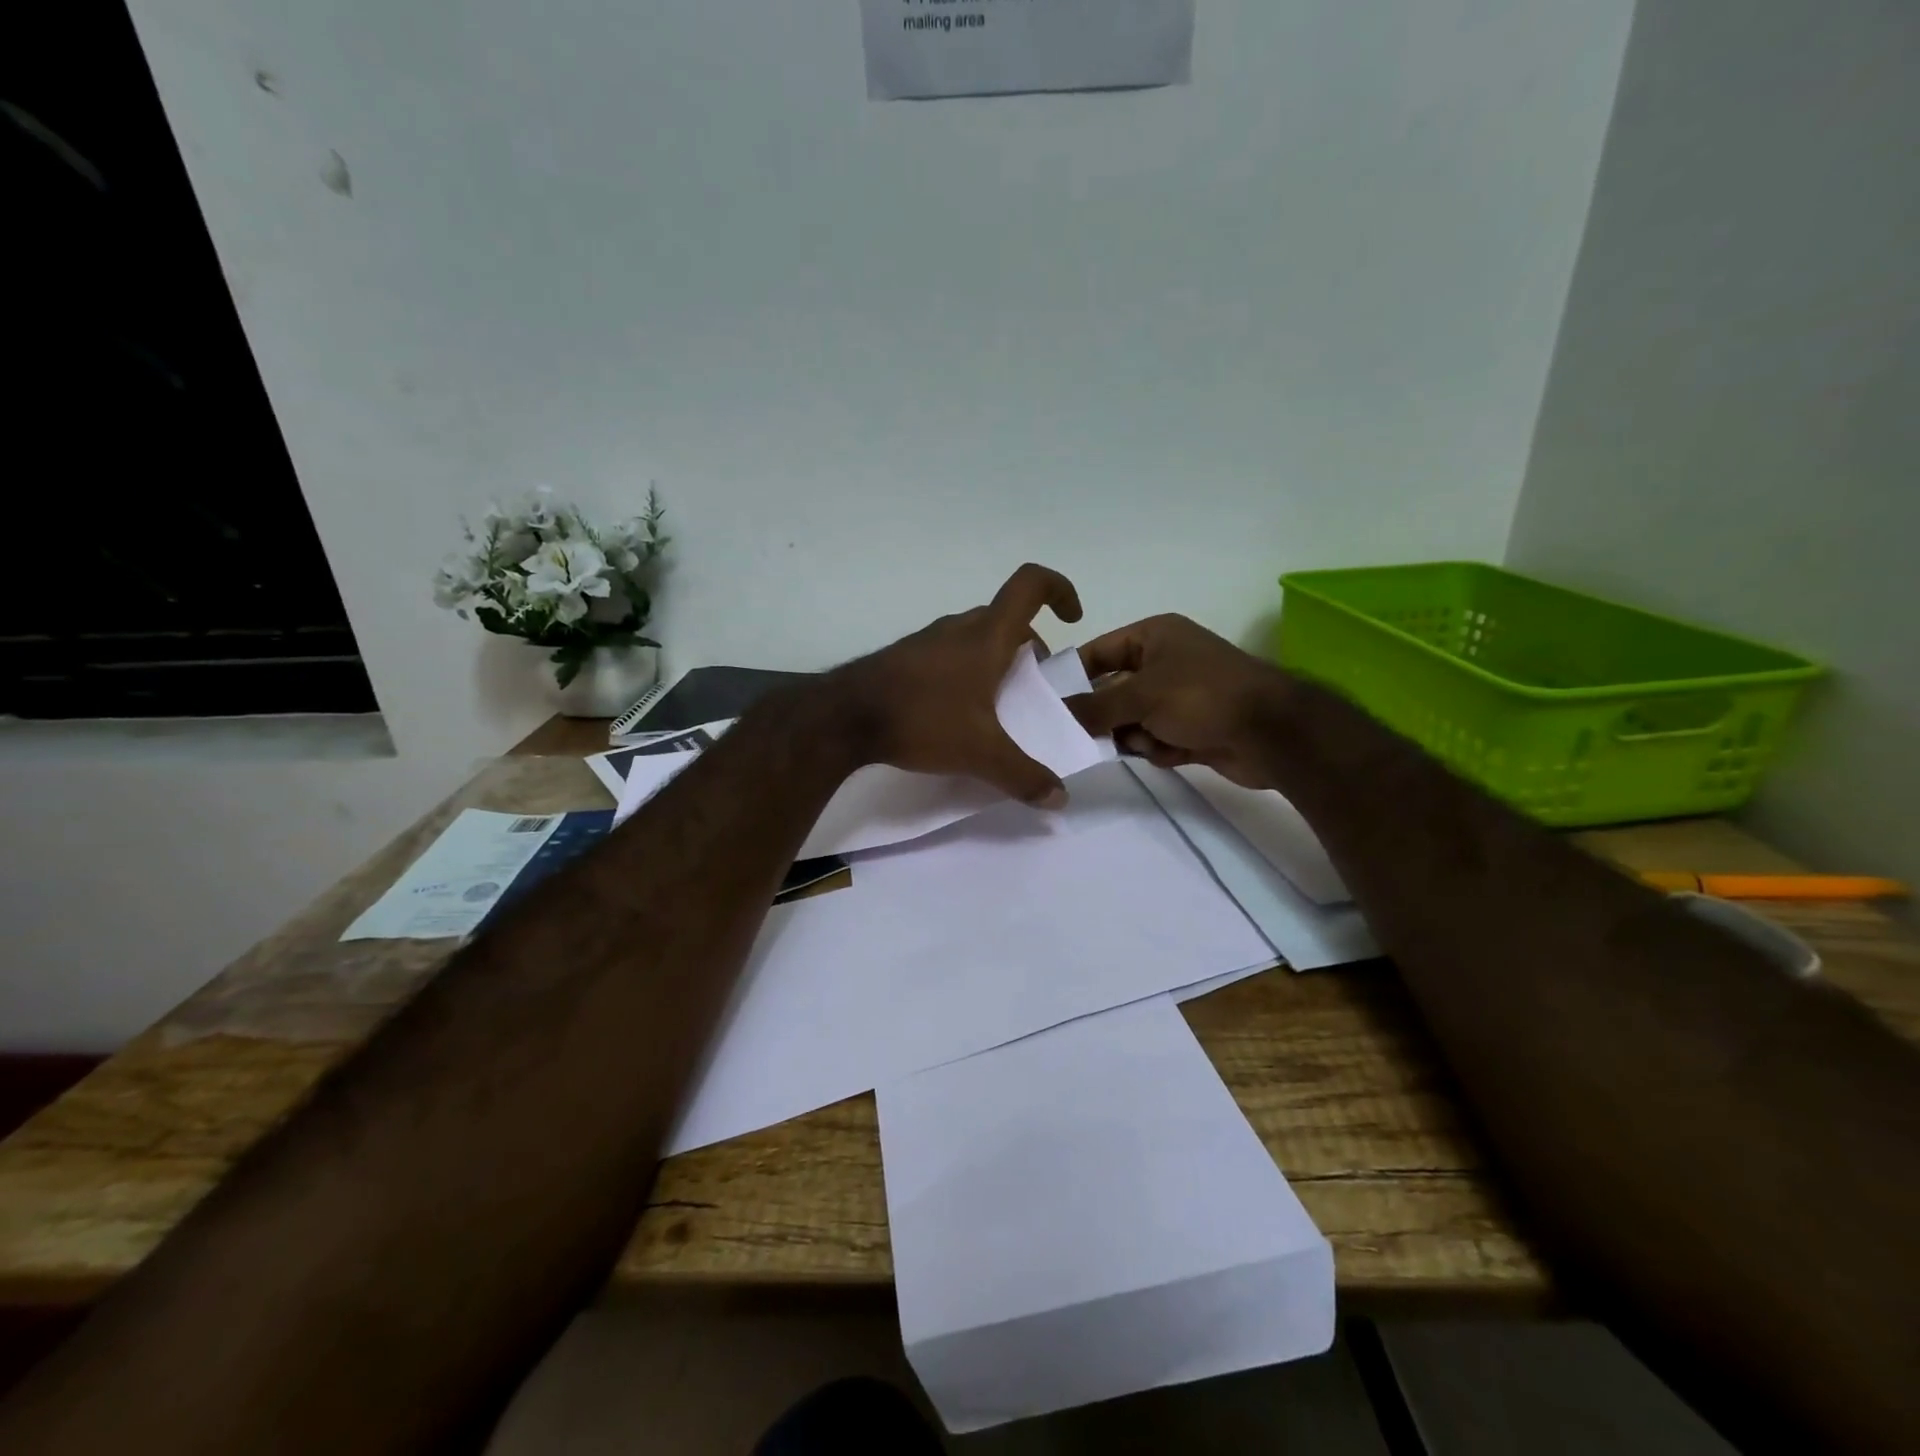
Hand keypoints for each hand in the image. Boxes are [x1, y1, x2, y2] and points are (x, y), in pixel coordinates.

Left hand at [827, 564, 1083, 806]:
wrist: (844, 717)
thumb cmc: (922, 720)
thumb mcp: (980, 754)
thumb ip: (1024, 776)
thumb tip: (1060, 799)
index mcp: (987, 637)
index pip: (1030, 585)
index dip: (1060, 589)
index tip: (1073, 619)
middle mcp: (958, 628)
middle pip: (1005, 618)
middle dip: (1029, 645)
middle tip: (1033, 682)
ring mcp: (926, 641)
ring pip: (974, 635)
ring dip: (995, 657)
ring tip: (996, 702)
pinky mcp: (903, 658)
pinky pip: (947, 652)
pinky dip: (964, 669)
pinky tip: (955, 710)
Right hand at [1065, 614, 1291, 788]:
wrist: (1271, 733)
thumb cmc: (1202, 696)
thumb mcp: (1140, 696)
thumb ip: (1094, 707)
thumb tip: (1058, 714)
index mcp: (1154, 636)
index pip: (1098, 652)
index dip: (1073, 676)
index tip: (1048, 704)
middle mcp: (1165, 662)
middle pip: (1113, 691)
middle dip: (1105, 715)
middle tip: (1084, 736)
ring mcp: (1180, 697)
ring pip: (1132, 720)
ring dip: (1134, 735)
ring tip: (1147, 742)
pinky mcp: (1192, 728)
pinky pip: (1155, 739)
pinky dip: (1158, 748)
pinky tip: (1172, 751)